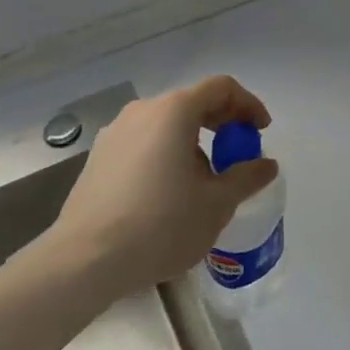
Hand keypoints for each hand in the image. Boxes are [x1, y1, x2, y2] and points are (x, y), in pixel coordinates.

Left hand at [43, 75, 278, 293]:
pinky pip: (144, 143)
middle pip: (193, 103)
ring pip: (167, 124)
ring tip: (204, 179)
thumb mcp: (216, 204)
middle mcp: (144, 110)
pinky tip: (168, 192)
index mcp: (175, 110)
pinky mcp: (98, 158)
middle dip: (222, 123)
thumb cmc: (159, 224)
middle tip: (238, 153)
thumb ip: (246, 177)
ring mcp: (116, 132)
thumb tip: (266, 164)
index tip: (261, 131)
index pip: (222, 88)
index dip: (248, 104)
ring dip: (193, 141)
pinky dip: (166, 154)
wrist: (83, 261)